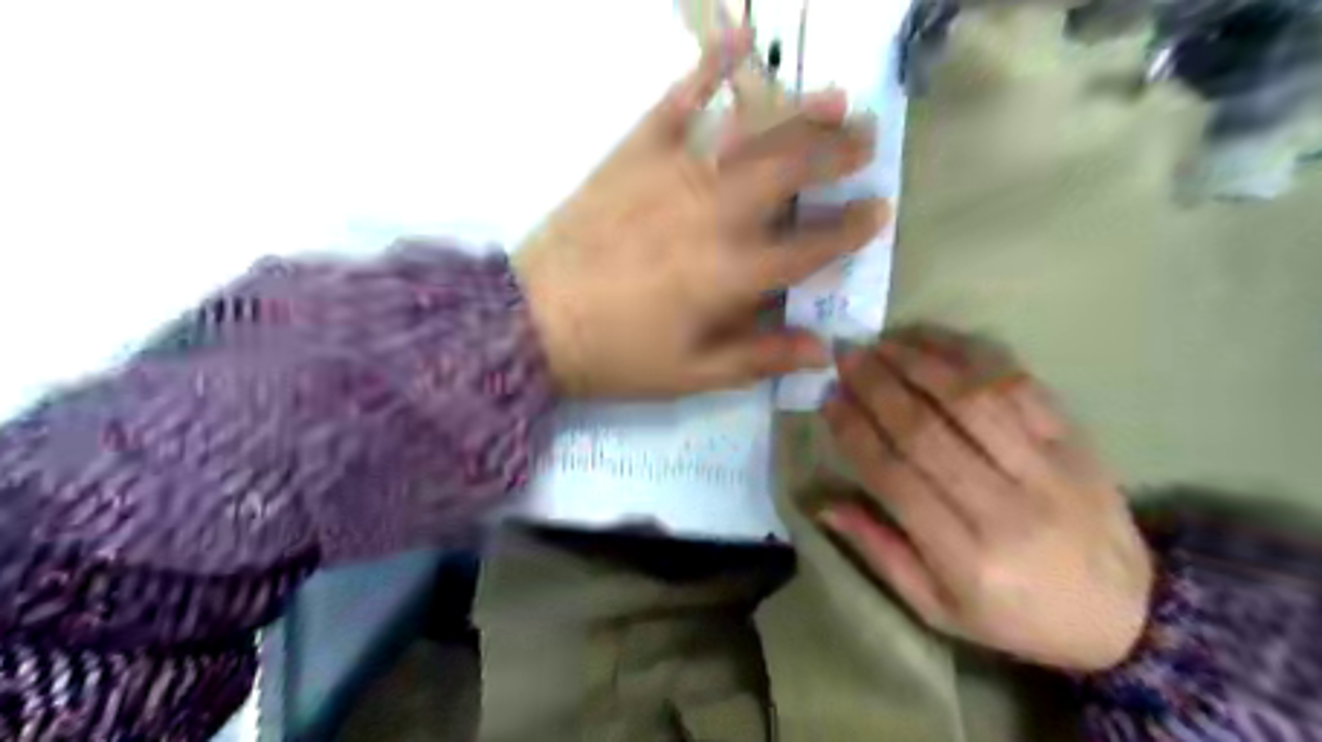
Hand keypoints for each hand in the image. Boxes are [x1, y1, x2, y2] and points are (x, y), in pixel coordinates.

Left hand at [515, 29, 887, 400]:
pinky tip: (739, 39)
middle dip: (838, 154)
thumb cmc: (617, 355)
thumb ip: (760, 359)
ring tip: (836, 99)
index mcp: (731, 274)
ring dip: (799, 112)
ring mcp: (674, 175)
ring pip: (751, 134)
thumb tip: (824, 351)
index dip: (850, 229)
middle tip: (868, 141)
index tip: (879, 211)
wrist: (531, 323)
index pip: (811, 246)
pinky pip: (677, 101)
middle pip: (791, 173)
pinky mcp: (634, 154)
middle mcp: (714, 215)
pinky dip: (709, 66)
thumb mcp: (691, 374)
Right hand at [824, 326, 1153, 671]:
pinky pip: (1020, 386)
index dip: (854, 432)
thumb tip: (823, 504)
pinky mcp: (1075, 441)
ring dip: (920, 363)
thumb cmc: (1015, 614)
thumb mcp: (937, 607)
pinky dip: (974, 356)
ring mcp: (1047, 468)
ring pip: (972, 399)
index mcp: (965, 555)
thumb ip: (879, 552)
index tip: (828, 399)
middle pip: (927, 430)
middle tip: (846, 356)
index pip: (894, 477)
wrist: (1128, 612)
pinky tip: (938, 341)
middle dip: (877, 386)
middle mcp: (1005, 507)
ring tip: (883, 342)